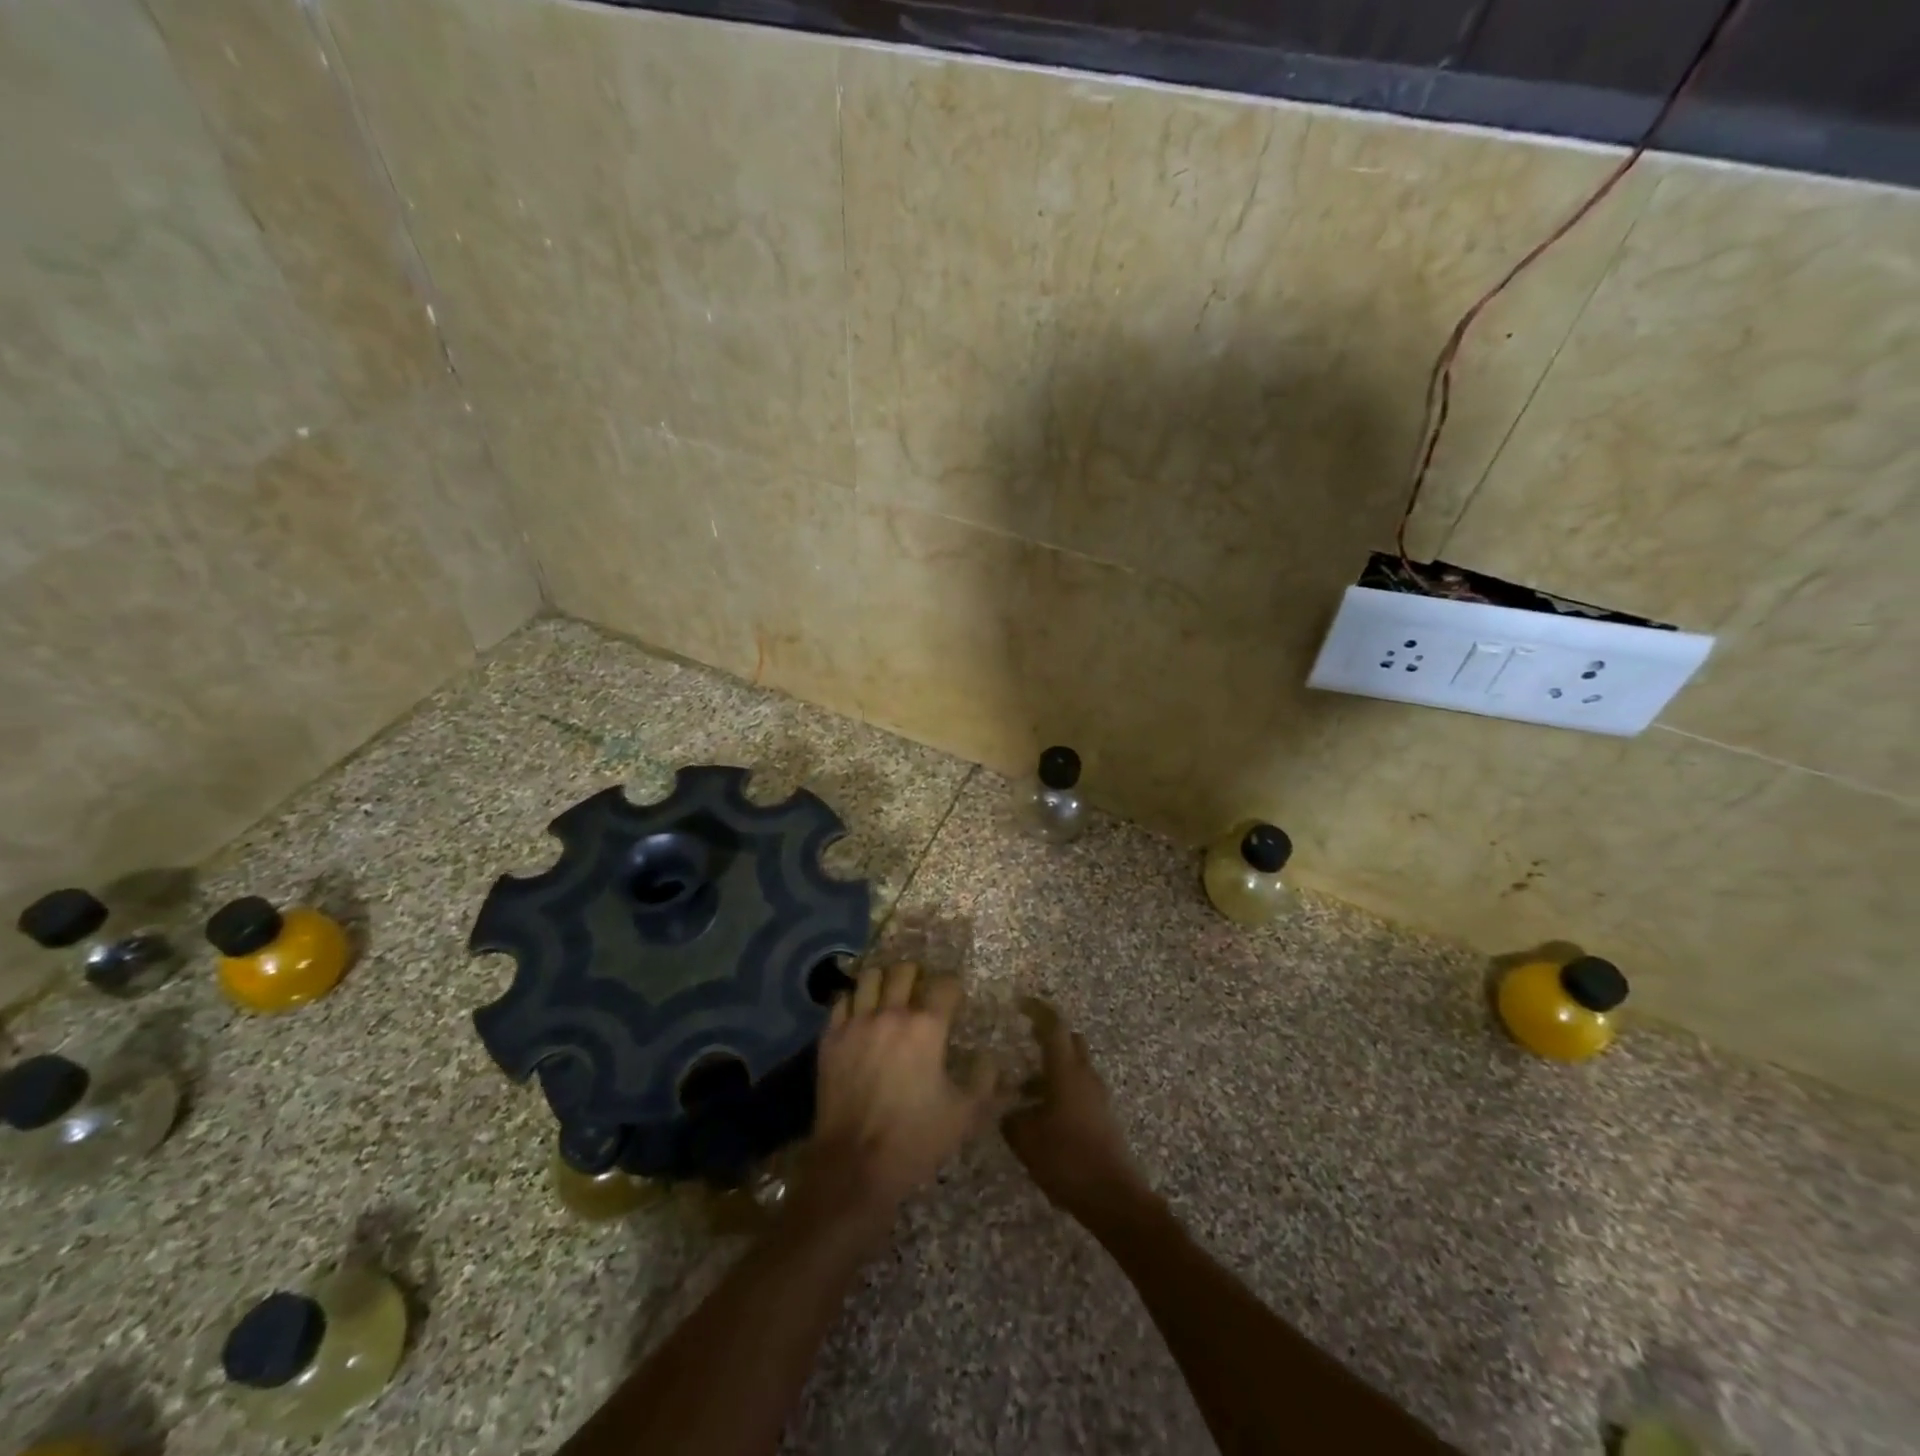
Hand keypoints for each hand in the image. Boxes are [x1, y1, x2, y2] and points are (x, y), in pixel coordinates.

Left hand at [800, 962, 1000, 1230]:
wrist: (853, 1166)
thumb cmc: (915, 1139)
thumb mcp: (965, 1116)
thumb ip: (985, 1082)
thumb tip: (991, 1058)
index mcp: (927, 1027)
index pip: (945, 985)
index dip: (953, 987)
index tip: (955, 997)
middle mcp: (891, 1014)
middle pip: (904, 971)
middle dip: (917, 976)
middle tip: (921, 992)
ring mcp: (856, 1023)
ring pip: (870, 977)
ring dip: (884, 981)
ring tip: (889, 995)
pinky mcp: (831, 1038)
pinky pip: (842, 1000)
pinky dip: (854, 1001)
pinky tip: (860, 1014)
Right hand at [1001, 997, 1149, 1220]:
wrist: (1113, 1198)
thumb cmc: (1066, 1160)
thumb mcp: (1025, 1139)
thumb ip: (1010, 1116)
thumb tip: (1005, 1106)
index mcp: (1066, 1071)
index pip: (1054, 1026)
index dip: (1037, 1010)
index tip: (1019, 1003)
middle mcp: (1084, 1075)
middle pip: (1069, 1040)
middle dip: (1047, 1034)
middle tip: (1021, 1037)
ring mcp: (1096, 1095)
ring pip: (1073, 1066)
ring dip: (1051, 1067)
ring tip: (1020, 1086)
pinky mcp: (1101, 1116)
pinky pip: (1078, 1088)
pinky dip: (1058, 1088)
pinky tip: (1039, 1113)